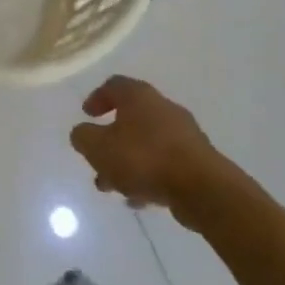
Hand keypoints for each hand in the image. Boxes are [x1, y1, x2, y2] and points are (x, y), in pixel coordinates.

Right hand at [70, 76, 231, 214]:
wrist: (202, 188)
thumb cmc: (144, 158)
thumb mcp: (99, 148)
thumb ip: (83, 137)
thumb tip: (82, 133)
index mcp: (139, 96)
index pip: (114, 85)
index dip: (97, 98)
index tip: (86, 115)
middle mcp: (162, 108)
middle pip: (130, 118)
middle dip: (110, 140)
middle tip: (96, 158)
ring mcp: (182, 134)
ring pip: (145, 144)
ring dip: (126, 162)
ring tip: (112, 187)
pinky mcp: (196, 160)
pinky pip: (164, 163)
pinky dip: (148, 176)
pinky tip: (138, 199)